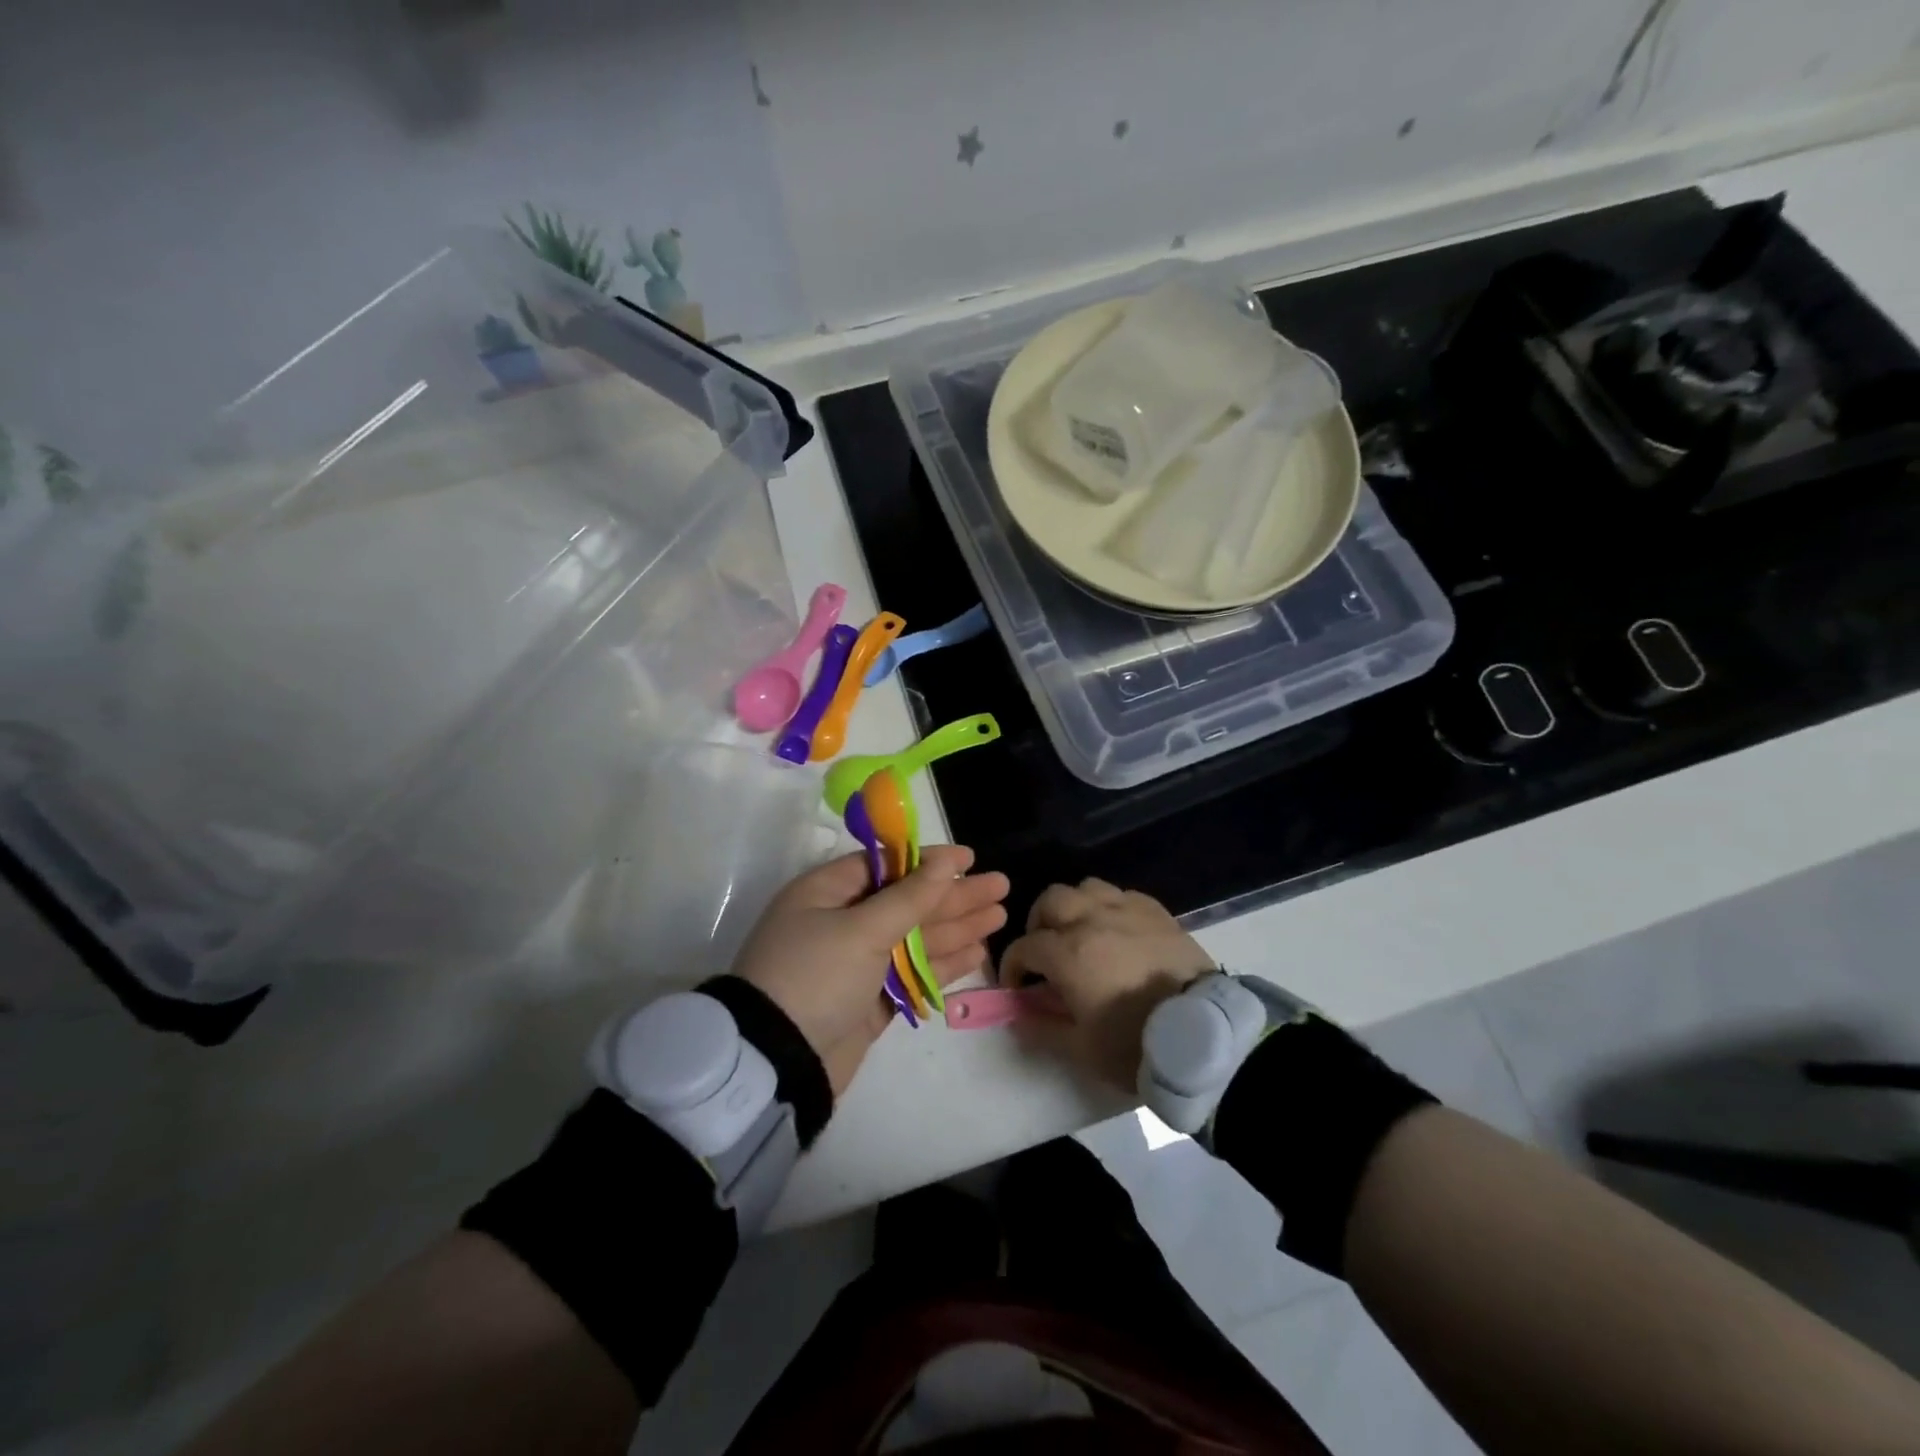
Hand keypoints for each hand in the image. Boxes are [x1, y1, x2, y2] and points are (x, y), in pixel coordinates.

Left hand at [733, 846, 1009, 1095]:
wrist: (777, 1063)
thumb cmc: (815, 976)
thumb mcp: (861, 929)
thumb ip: (909, 897)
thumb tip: (944, 860)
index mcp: (826, 893)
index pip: (886, 866)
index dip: (929, 861)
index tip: (969, 859)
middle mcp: (841, 923)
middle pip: (906, 901)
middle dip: (953, 896)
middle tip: (1001, 886)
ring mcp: (856, 964)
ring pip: (914, 938)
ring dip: (956, 927)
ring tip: (1000, 916)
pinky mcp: (869, 1001)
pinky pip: (912, 973)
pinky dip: (943, 963)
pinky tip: (977, 952)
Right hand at [998, 879, 1215, 1091]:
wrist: (1203, 1035)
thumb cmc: (1136, 1045)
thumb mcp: (1081, 1048)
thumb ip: (1042, 1027)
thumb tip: (1018, 1013)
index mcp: (1068, 953)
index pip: (1024, 947)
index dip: (1013, 966)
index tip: (1017, 986)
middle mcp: (1092, 919)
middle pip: (1050, 901)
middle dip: (1038, 924)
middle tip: (1045, 952)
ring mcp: (1126, 910)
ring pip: (1085, 887)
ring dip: (1074, 907)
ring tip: (1079, 932)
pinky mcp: (1156, 911)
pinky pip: (1121, 894)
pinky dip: (1108, 907)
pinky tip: (1115, 929)